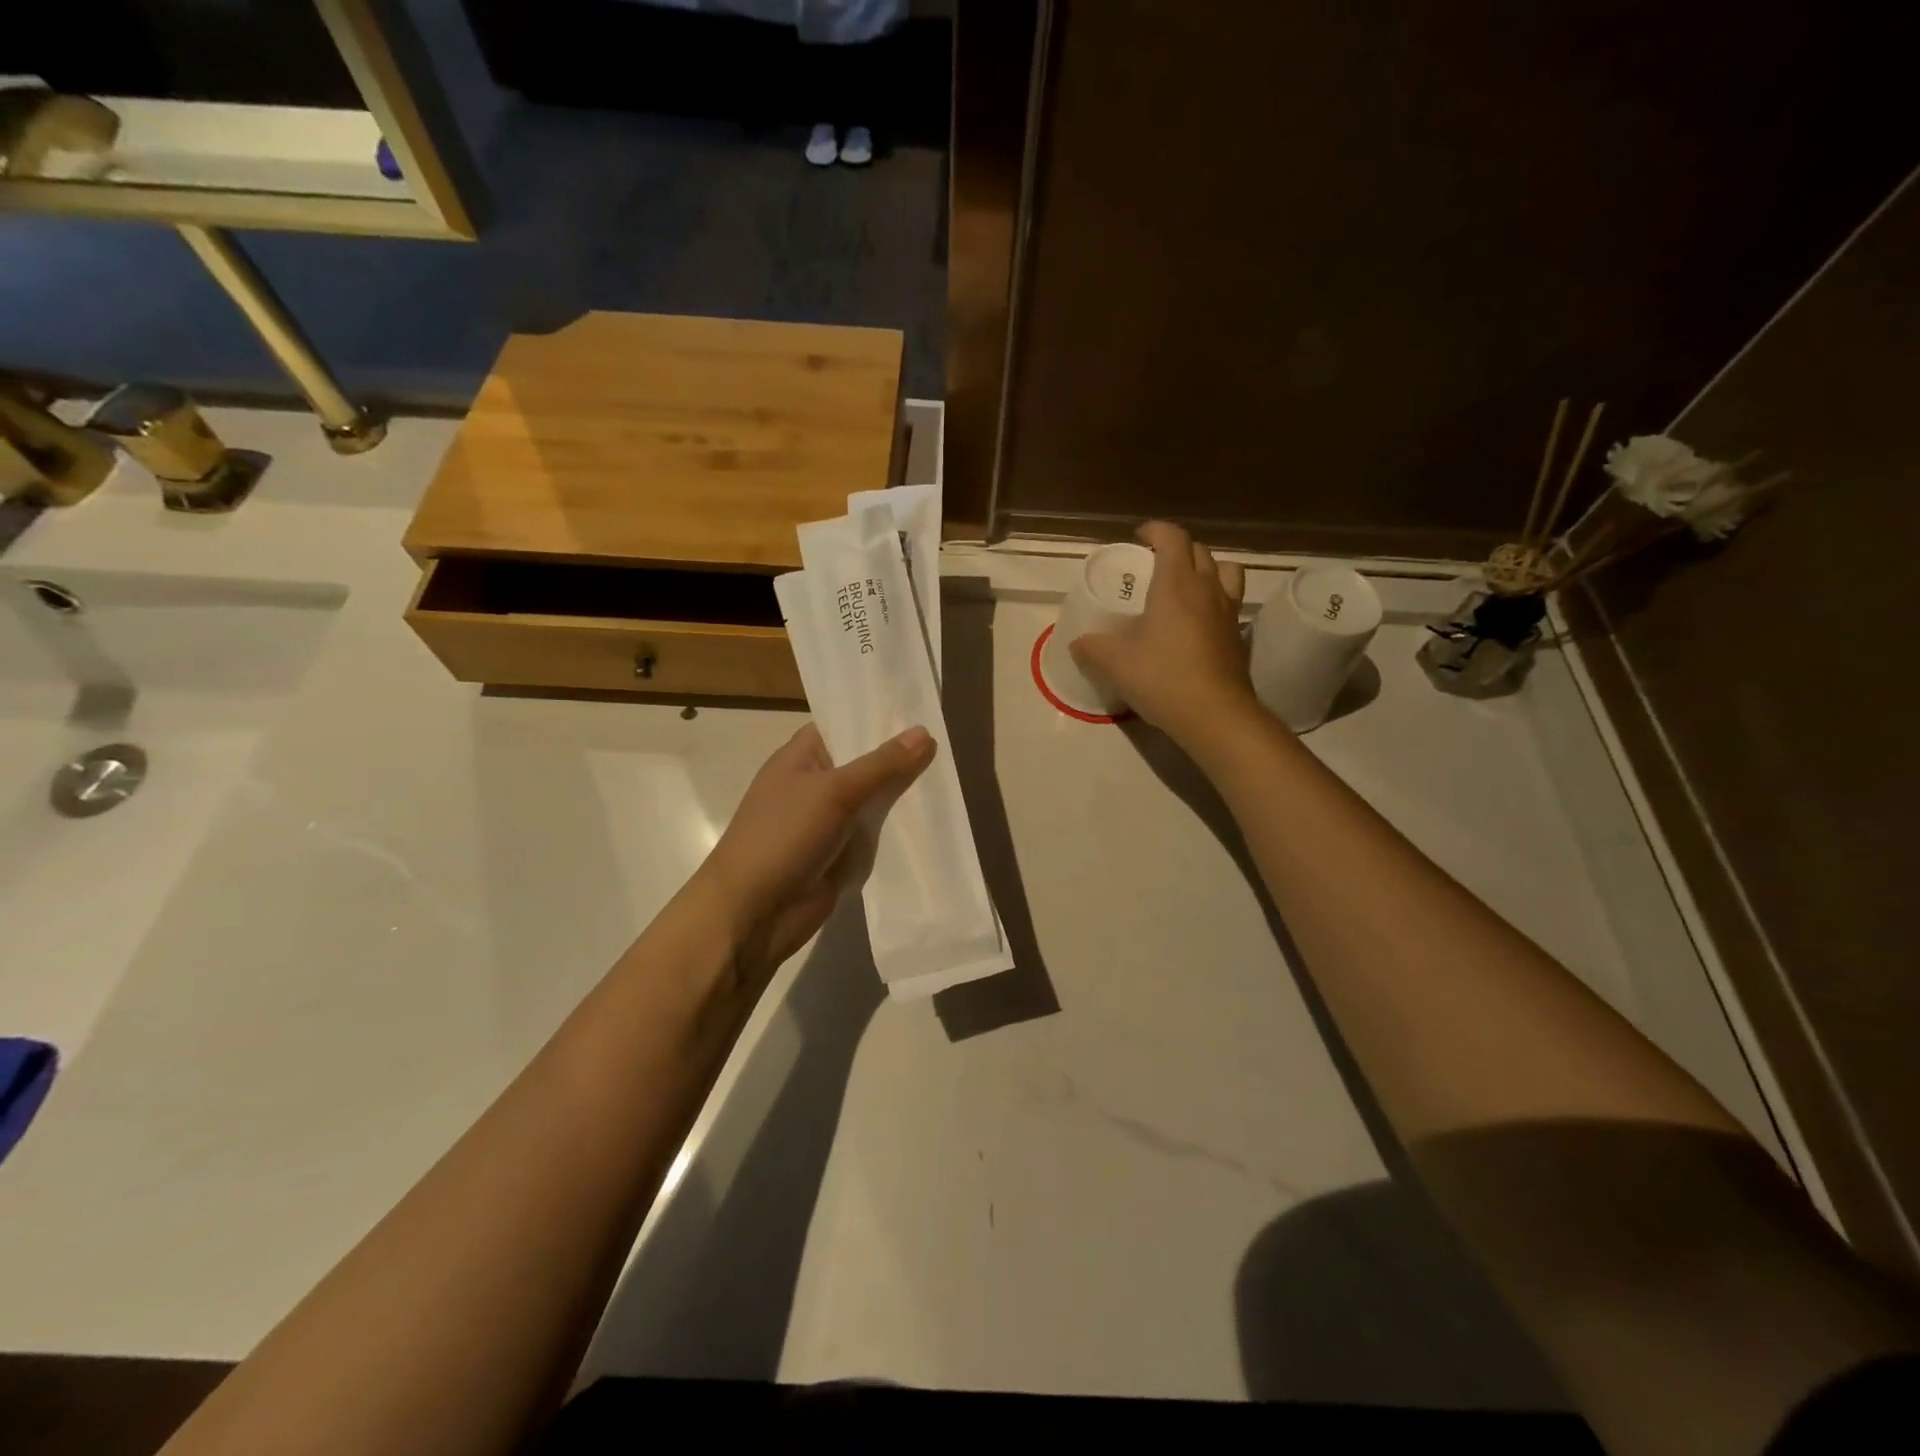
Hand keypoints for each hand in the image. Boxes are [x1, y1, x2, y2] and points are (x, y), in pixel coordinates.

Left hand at [692, 722, 935, 975]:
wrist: (753, 913)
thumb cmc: (783, 837)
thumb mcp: (835, 792)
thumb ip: (882, 765)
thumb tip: (924, 733)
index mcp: (800, 758)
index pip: (842, 726)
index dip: (877, 718)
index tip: (920, 710)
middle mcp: (813, 785)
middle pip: (863, 763)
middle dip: (899, 758)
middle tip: (948, 743)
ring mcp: (827, 822)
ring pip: (873, 800)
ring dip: (902, 795)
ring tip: (951, 777)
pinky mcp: (839, 854)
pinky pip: (874, 834)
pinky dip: (897, 830)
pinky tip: (934, 820)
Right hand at [1069, 521, 1261, 749]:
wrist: (1214, 715)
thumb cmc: (1162, 678)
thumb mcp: (1115, 664)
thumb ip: (1092, 648)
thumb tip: (1077, 643)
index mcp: (1175, 584)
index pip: (1172, 538)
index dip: (1156, 530)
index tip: (1140, 535)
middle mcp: (1207, 589)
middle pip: (1200, 551)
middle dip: (1178, 548)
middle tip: (1156, 563)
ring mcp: (1228, 612)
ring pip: (1226, 571)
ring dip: (1207, 568)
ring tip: (1188, 584)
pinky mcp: (1238, 636)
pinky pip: (1231, 603)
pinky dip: (1216, 600)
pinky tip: (1200, 621)